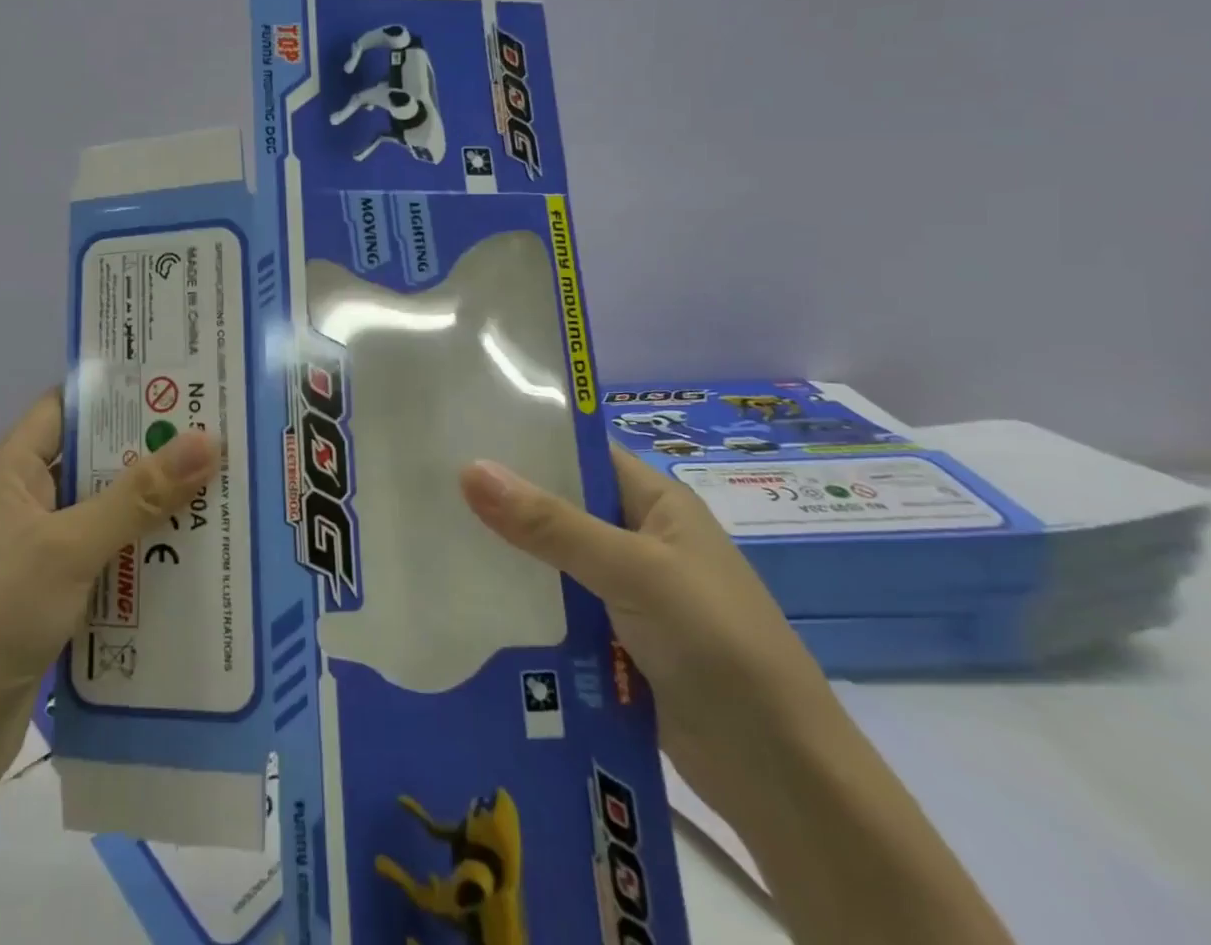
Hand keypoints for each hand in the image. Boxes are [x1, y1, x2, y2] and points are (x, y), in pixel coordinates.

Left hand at [0, 391, 221, 792]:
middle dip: (151, 452)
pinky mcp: (48, 598)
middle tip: (218, 438)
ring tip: (220, 491)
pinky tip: (190, 557)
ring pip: (103, 514)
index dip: (118, 393)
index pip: (67, 407)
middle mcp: (22, 503)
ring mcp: (34, 554)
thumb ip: (139, 494)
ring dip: (151, 508)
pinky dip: (139, 556)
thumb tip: (207, 439)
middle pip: (93, 461)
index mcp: (10, 472)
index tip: (180, 384)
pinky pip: (103, 561)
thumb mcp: (69, 547)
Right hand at [461, 443, 835, 814]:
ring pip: (552, 560)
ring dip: (507, 555)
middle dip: (503, 500)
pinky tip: (468, 597)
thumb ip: (550, 524)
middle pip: (558, 506)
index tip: (458, 433)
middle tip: (428, 486)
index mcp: (656, 502)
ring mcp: (626, 593)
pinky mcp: (613, 641)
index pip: (579, 453)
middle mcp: (638, 538)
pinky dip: (522, 604)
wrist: (782, 778)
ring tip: (432, 536)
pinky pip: (557, 608)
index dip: (524, 440)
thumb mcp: (634, 572)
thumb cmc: (717, 645)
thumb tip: (468, 469)